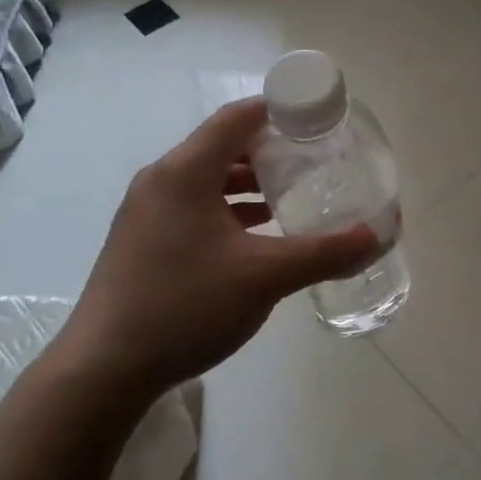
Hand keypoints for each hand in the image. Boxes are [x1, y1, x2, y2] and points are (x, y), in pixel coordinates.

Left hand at [58, 98, 380, 398]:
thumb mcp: (264, 277)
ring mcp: (148, 212)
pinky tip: (258, 235)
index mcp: (185, 172)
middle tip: (315, 160)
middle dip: (271, 150)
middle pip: (224, 145)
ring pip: (209, 179)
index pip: (238, 117)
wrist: (104, 369)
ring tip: (293, 195)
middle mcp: (162, 180)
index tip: (319, 120)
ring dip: (250, 183)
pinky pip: (195, 207)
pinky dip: (229, 209)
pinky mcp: (143, 240)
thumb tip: (376, 236)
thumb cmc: (185, 306)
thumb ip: (324, 253)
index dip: (280, 110)